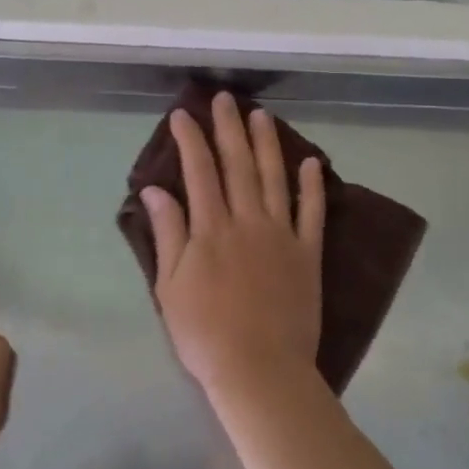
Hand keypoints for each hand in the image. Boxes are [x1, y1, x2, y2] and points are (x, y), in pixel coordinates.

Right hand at [140, 93, 326, 399]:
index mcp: (211, 228)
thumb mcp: (170, 285)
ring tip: (261, 115)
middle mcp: (247, 221)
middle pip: (238, 164)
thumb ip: (168, 232)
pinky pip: (313, 212)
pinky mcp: (308, 254)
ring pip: (274, 178)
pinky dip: (313, 185)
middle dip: (228, 128)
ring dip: (267, 144)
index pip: (199, 171)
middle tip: (225, 98)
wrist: (260, 370)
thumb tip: (155, 189)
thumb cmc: (204, 333)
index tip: (183, 114)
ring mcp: (282, 235)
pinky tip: (310, 161)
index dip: (190, 139)